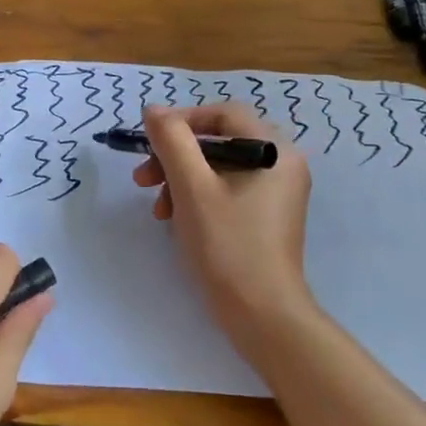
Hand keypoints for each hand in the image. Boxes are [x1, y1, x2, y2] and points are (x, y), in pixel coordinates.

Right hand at [135, 103, 318, 364]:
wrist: (262, 315)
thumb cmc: (227, 245)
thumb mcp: (191, 187)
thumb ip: (172, 141)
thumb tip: (154, 110)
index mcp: (274, 150)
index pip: (223, 114)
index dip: (182, 121)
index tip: (150, 143)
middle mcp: (282, 164)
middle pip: (219, 141)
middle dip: (176, 156)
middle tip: (143, 179)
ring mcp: (276, 192)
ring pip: (218, 167)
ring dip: (180, 179)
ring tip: (158, 209)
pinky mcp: (266, 216)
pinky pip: (226, 190)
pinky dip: (197, 197)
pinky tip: (176, 220)